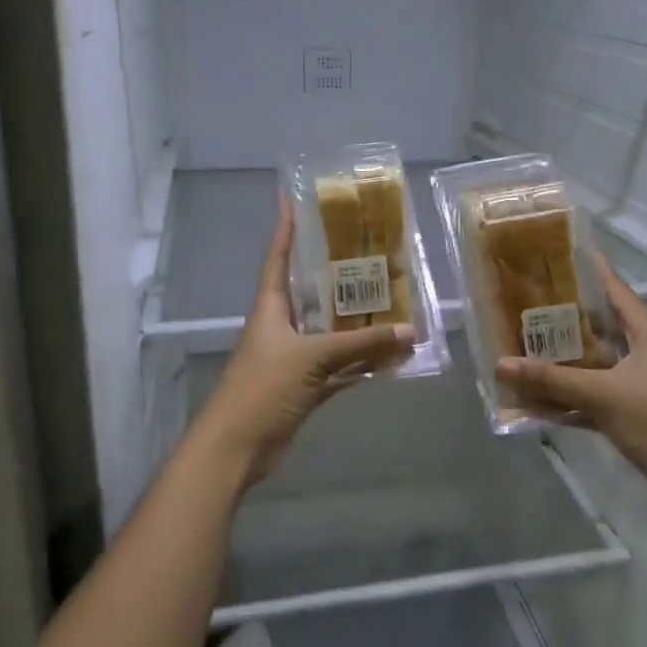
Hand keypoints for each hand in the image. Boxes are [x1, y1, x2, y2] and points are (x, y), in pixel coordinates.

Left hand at [197, 196, 415, 486]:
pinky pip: (338, 367)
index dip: (284, 229)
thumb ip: (360, 344)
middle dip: (334, 273)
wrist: (237, 447)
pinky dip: (360, 363)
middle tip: (368, 250)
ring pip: (329, 331)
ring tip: (390, 299)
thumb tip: (409, 331)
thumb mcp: (312, 357)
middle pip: (309, 291)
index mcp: (270, 307)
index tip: (292, 198)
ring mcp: (292, 358)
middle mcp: (281, 326)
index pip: (278, 258)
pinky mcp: (303, 387)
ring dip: (355, 322)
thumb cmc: (263, 387)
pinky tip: (388, 356)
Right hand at [497, 261, 646, 511]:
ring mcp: (638, 382)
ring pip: (593, 360)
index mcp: (646, 331)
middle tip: (520, 300)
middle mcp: (643, 349)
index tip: (552, 252)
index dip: (586, 267)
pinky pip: (593, 394)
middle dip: (561, 315)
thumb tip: (500, 363)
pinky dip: (568, 396)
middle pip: (597, 323)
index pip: (613, 287)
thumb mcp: (603, 395)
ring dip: (561, 359)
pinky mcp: (632, 410)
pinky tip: (534, 400)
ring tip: (520, 344)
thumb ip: (551, 379)